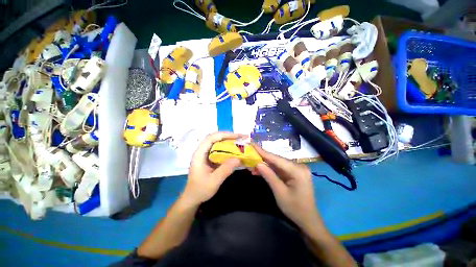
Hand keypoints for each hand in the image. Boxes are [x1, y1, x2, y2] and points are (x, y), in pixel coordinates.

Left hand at [182, 132, 243, 205]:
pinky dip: (227, 148)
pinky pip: (219, 149)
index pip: (211, 138)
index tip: (237, 136)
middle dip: (228, 136)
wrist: (193, 197)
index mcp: (199, 154)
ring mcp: (205, 154)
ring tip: (239, 142)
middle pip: (215, 138)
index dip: (224, 135)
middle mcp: (202, 151)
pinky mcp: (209, 158)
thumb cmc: (200, 190)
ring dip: (228, 141)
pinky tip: (235, 150)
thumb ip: (225, 169)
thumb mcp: (214, 181)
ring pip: (217, 142)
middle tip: (241, 138)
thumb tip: (238, 158)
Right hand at [252, 144, 321, 231]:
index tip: (253, 144)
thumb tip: (258, 163)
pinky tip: (260, 170)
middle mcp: (298, 166)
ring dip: (265, 165)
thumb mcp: (280, 193)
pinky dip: (270, 170)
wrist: (308, 221)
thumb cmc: (295, 209)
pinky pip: (279, 169)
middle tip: (250, 155)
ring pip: (277, 164)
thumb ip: (269, 176)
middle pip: (277, 160)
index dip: (263, 152)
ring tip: (252, 165)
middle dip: (262, 158)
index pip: (276, 158)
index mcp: (297, 170)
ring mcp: (296, 170)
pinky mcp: (293, 174)